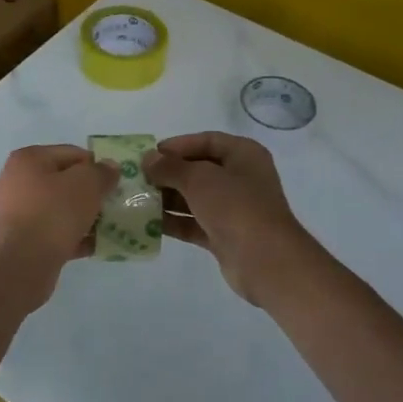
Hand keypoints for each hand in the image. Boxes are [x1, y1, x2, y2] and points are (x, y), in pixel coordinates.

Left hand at [0, 144, 117, 277]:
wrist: (21, 263)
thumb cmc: (53, 213)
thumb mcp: (86, 184)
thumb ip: (101, 172)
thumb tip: (109, 167)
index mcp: (28, 159)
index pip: (71, 153)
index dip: (96, 166)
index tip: (114, 183)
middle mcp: (15, 181)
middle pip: (63, 182)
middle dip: (89, 194)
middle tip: (111, 206)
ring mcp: (14, 213)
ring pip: (57, 209)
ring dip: (82, 217)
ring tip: (106, 228)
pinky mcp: (18, 241)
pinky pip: (51, 233)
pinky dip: (71, 237)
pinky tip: (92, 247)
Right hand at [143, 132, 320, 309]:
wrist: (265, 260)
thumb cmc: (235, 207)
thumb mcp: (199, 179)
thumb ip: (170, 167)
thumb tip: (148, 159)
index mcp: (244, 155)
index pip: (207, 141)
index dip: (178, 145)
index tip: (150, 154)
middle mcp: (241, 178)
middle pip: (199, 169)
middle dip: (168, 173)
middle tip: (138, 178)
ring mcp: (233, 208)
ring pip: (195, 197)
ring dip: (168, 198)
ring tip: (137, 199)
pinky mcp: (224, 234)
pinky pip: (194, 222)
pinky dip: (174, 221)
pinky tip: (148, 222)